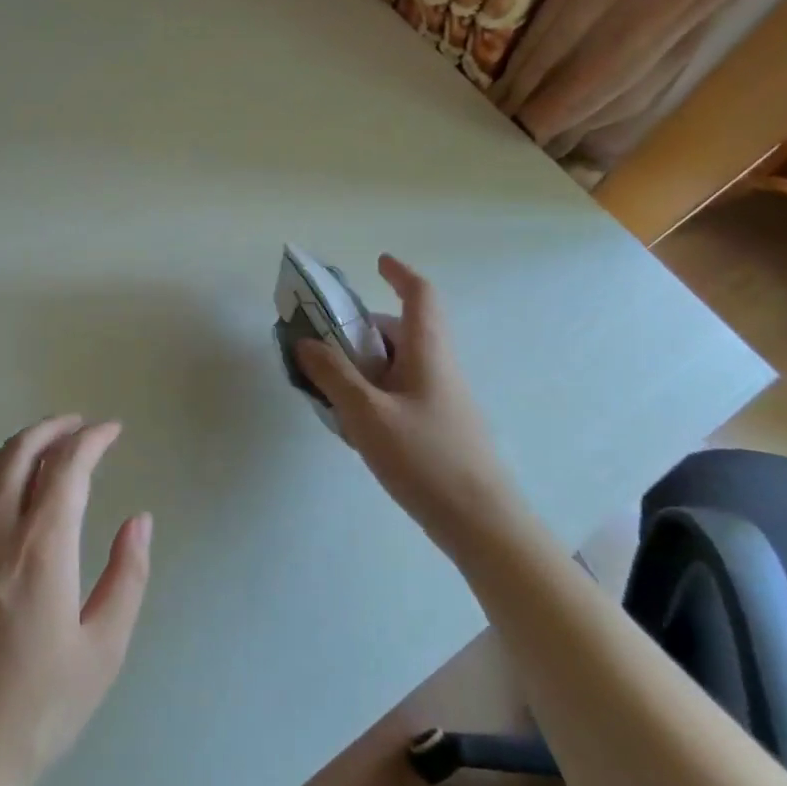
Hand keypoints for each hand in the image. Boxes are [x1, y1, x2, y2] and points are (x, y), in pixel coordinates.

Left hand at [0, 416, 152, 785]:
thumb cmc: (33, 713)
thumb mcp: (102, 651)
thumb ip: (126, 576)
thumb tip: (139, 519)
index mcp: (40, 547)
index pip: (68, 465)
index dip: (93, 439)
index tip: (111, 431)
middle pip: (20, 451)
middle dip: (53, 429)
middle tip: (76, 427)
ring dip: (12, 449)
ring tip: (35, 452)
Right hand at [295, 255, 518, 555]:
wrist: (479, 522)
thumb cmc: (425, 458)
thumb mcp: (367, 414)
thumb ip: (334, 375)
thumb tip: (306, 343)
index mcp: (427, 352)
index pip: (421, 295)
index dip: (400, 273)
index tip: (378, 263)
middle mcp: (437, 368)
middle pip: (399, 331)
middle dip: (359, 331)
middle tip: (321, 347)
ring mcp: (440, 399)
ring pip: (396, 365)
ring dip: (362, 366)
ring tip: (328, 391)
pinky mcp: (437, 426)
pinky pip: (399, 393)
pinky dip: (372, 393)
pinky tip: (353, 424)